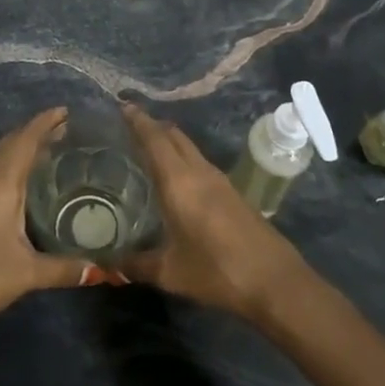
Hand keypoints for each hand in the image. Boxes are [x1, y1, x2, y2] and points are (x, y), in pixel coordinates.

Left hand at [0, 107, 93, 335]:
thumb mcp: (28, 273)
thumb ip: (65, 268)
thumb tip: (104, 270)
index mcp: (1, 182)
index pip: (25, 140)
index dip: (45, 122)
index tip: (67, 111)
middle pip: (11, 143)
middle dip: (37, 132)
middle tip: (67, 130)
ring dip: (22, 147)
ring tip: (50, 151)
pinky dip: (12, 164)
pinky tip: (24, 183)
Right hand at [121, 104, 307, 321]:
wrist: (275, 281)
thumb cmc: (217, 271)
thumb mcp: (170, 272)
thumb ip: (137, 265)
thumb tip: (110, 264)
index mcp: (179, 182)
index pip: (155, 140)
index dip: (139, 121)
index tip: (124, 105)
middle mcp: (200, 172)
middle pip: (175, 137)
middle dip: (154, 127)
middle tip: (132, 126)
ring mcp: (220, 181)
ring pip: (190, 149)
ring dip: (171, 143)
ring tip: (150, 150)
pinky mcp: (233, 194)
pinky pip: (201, 164)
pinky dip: (184, 160)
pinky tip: (177, 179)